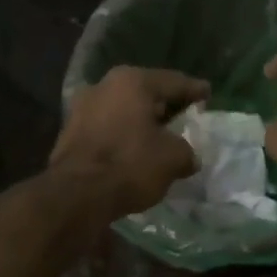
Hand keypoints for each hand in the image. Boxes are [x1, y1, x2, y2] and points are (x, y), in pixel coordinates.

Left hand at [49, 65, 209, 220]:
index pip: (173, 81)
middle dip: (165, 105)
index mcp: (132, 81)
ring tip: (160, 136)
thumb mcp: (173, 158)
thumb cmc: (130, 165)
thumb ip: (186, 151)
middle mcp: (104, 86)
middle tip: (185, 115)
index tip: (208, 93)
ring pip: (123, 111)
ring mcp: (82, 108)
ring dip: (141, 122)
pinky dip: (124, 136)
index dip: (195, 90)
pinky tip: (134, 150)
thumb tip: (187, 157)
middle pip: (145, 93)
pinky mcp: (69, 133)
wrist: (76, 194)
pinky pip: (107, 128)